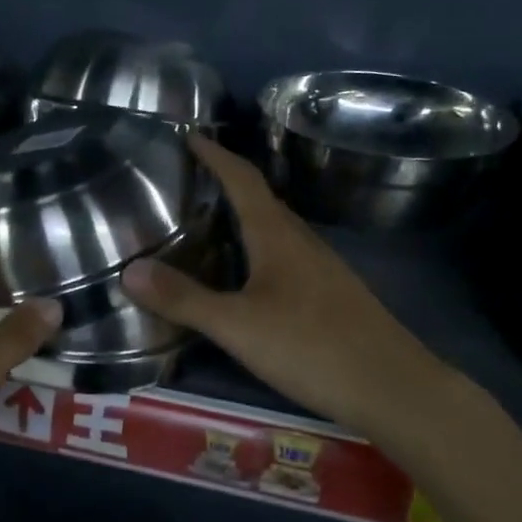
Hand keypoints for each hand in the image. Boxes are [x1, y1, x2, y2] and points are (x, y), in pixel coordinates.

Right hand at [122, 136, 460, 440]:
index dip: (216, 155)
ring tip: (209, 224)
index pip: (244, 180)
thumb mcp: (237, 326)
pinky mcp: (332, 295)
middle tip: (189, 182)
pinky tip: (247, 277)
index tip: (190, 134)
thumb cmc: (311, 347)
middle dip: (227, 184)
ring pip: (276, 231)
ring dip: (244, 218)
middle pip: (262, 201)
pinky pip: (287, 257)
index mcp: (278, 236)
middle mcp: (302, 242)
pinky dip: (259, 251)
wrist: (392, 387)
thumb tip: (129, 270)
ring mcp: (322, 269)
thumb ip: (184, 299)